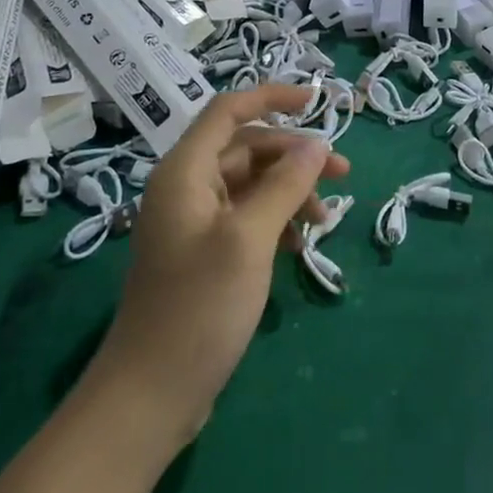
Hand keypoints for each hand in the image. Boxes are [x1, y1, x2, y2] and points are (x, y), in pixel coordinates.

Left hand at [96, 85, 349, 435]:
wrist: (150, 396)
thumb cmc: (198, 307)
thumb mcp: (249, 239)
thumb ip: (285, 185)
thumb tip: (316, 145)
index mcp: (185, 171)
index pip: (230, 110)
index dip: (272, 97)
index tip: (317, 102)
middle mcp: (186, 187)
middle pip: (246, 147)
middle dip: (294, 155)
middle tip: (342, 172)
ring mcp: (194, 222)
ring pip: (250, 184)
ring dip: (289, 191)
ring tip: (325, 219)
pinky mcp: (203, 253)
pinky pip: (246, 216)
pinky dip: (276, 220)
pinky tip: (299, 244)